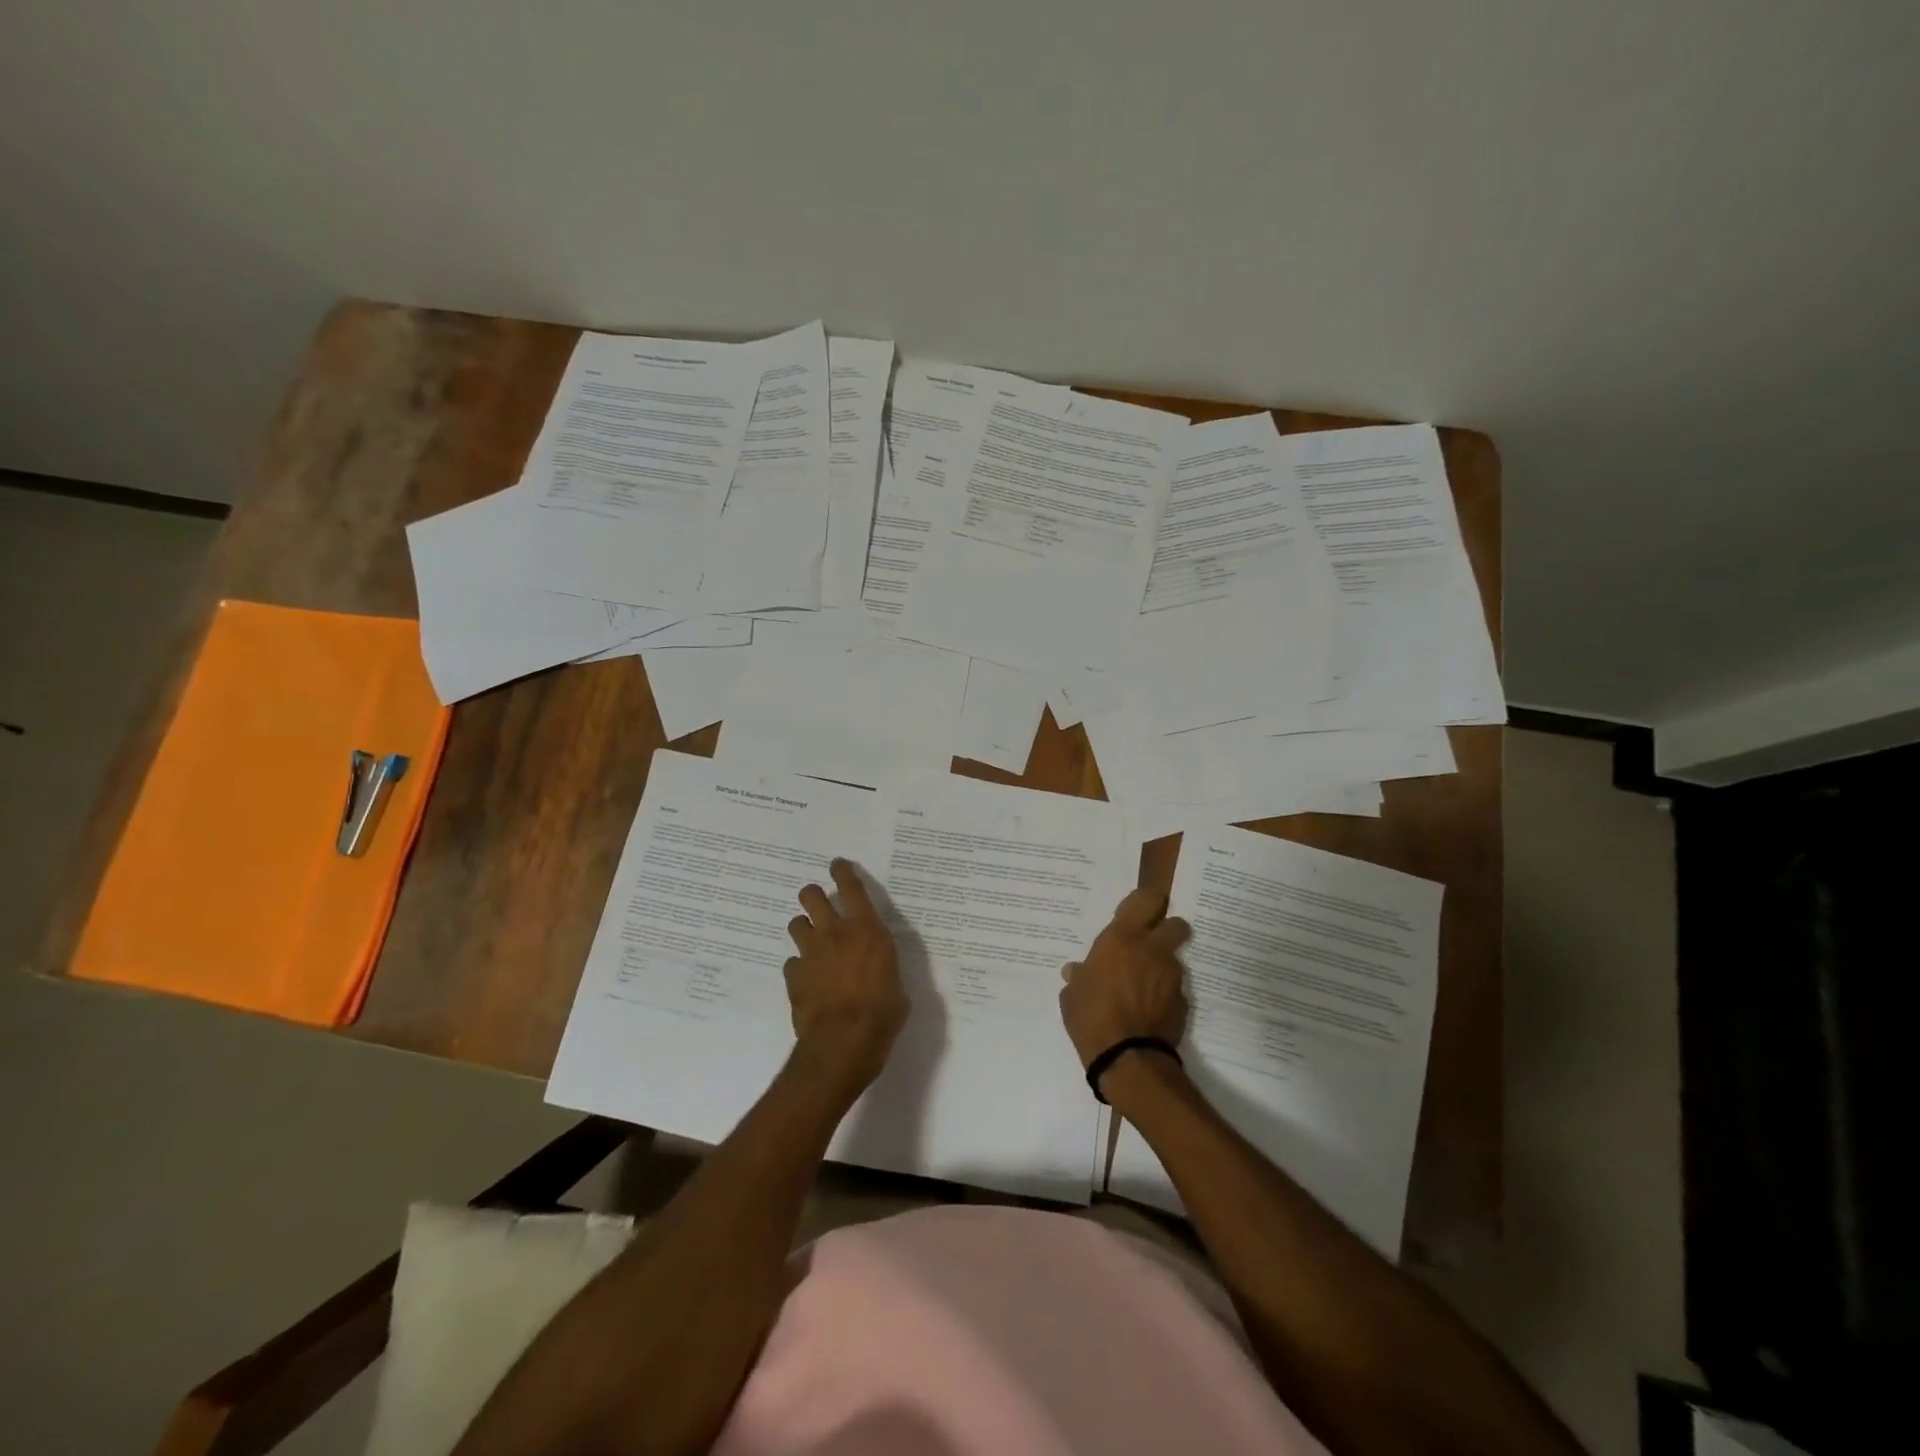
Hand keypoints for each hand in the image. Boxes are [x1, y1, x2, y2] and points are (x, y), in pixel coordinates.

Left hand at [785, 859, 907, 1098]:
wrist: (842, 1044)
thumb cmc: (882, 1015)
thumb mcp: (898, 987)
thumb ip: (885, 969)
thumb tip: (881, 971)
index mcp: (867, 930)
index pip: (852, 888)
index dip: (843, 872)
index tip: (837, 864)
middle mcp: (835, 933)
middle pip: (812, 896)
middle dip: (813, 895)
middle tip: (818, 901)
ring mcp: (810, 954)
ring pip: (796, 924)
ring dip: (803, 928)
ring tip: (811, 940)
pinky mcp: (794, 977)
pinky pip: (792, 962)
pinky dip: (799, 966)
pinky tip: (807, 979)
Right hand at [1060, 886, 1190, 1068]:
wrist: (1127, 1057)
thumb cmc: (1091, 1016)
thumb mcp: (1073, 994)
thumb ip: (1079, 977)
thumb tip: (1076, 973)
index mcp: (1122, 938)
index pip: (1147, 900)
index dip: (1147, 902)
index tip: (1139, 912)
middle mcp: (1152, 950)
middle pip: (1177, 924)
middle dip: (1168, 931)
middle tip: (1150, 946)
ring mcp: (1172, 976)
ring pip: (1175, 959)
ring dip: (1163, 967)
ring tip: (1144, 988)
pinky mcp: (1183, 1002)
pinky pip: (1176, 989)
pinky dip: (1166, 995)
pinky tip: (1150, 1011)